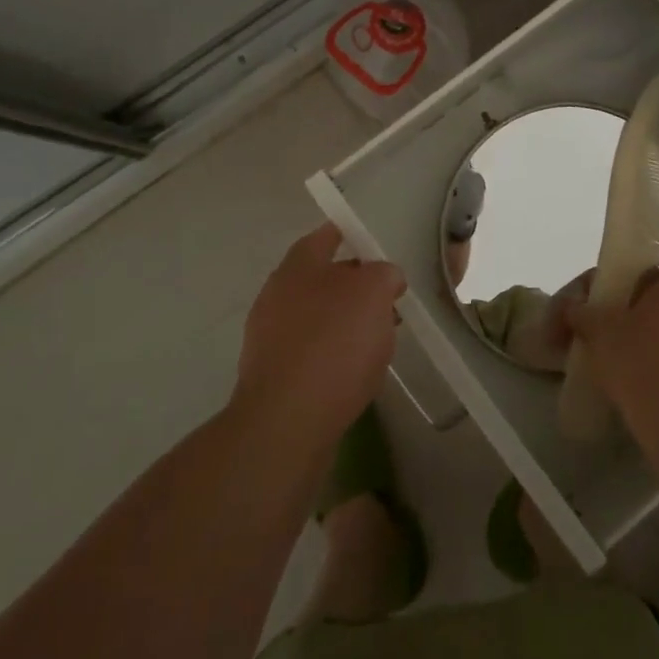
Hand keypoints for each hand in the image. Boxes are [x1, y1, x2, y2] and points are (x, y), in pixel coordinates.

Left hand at [234, 223, 405, 437]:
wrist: (286, 424)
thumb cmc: (333, 344)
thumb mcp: (374, 293)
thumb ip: (383, 274)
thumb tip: (384, 276)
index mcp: (297, 266)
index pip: (325, 235)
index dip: (350, 235)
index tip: (375, 244)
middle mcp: (276, 295)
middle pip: (321, 278)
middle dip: (355, 285)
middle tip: (389, 297)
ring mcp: (270, 338)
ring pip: (317, 317)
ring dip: (346, 323)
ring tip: (380, 338)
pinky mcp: (273, 377)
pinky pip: (311, 353)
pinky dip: (334, 355)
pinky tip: (356, 372)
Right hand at [565, 270, 658, 425]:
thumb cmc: (641, 363)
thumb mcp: (599, 333)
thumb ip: (583, 314)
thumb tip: (571, 307)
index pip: (641, 279)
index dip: (616, 295)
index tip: (598, 316)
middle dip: (636, 323)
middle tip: (609, 344)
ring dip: (655, 350)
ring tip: (626, 372)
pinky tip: (649, 392)